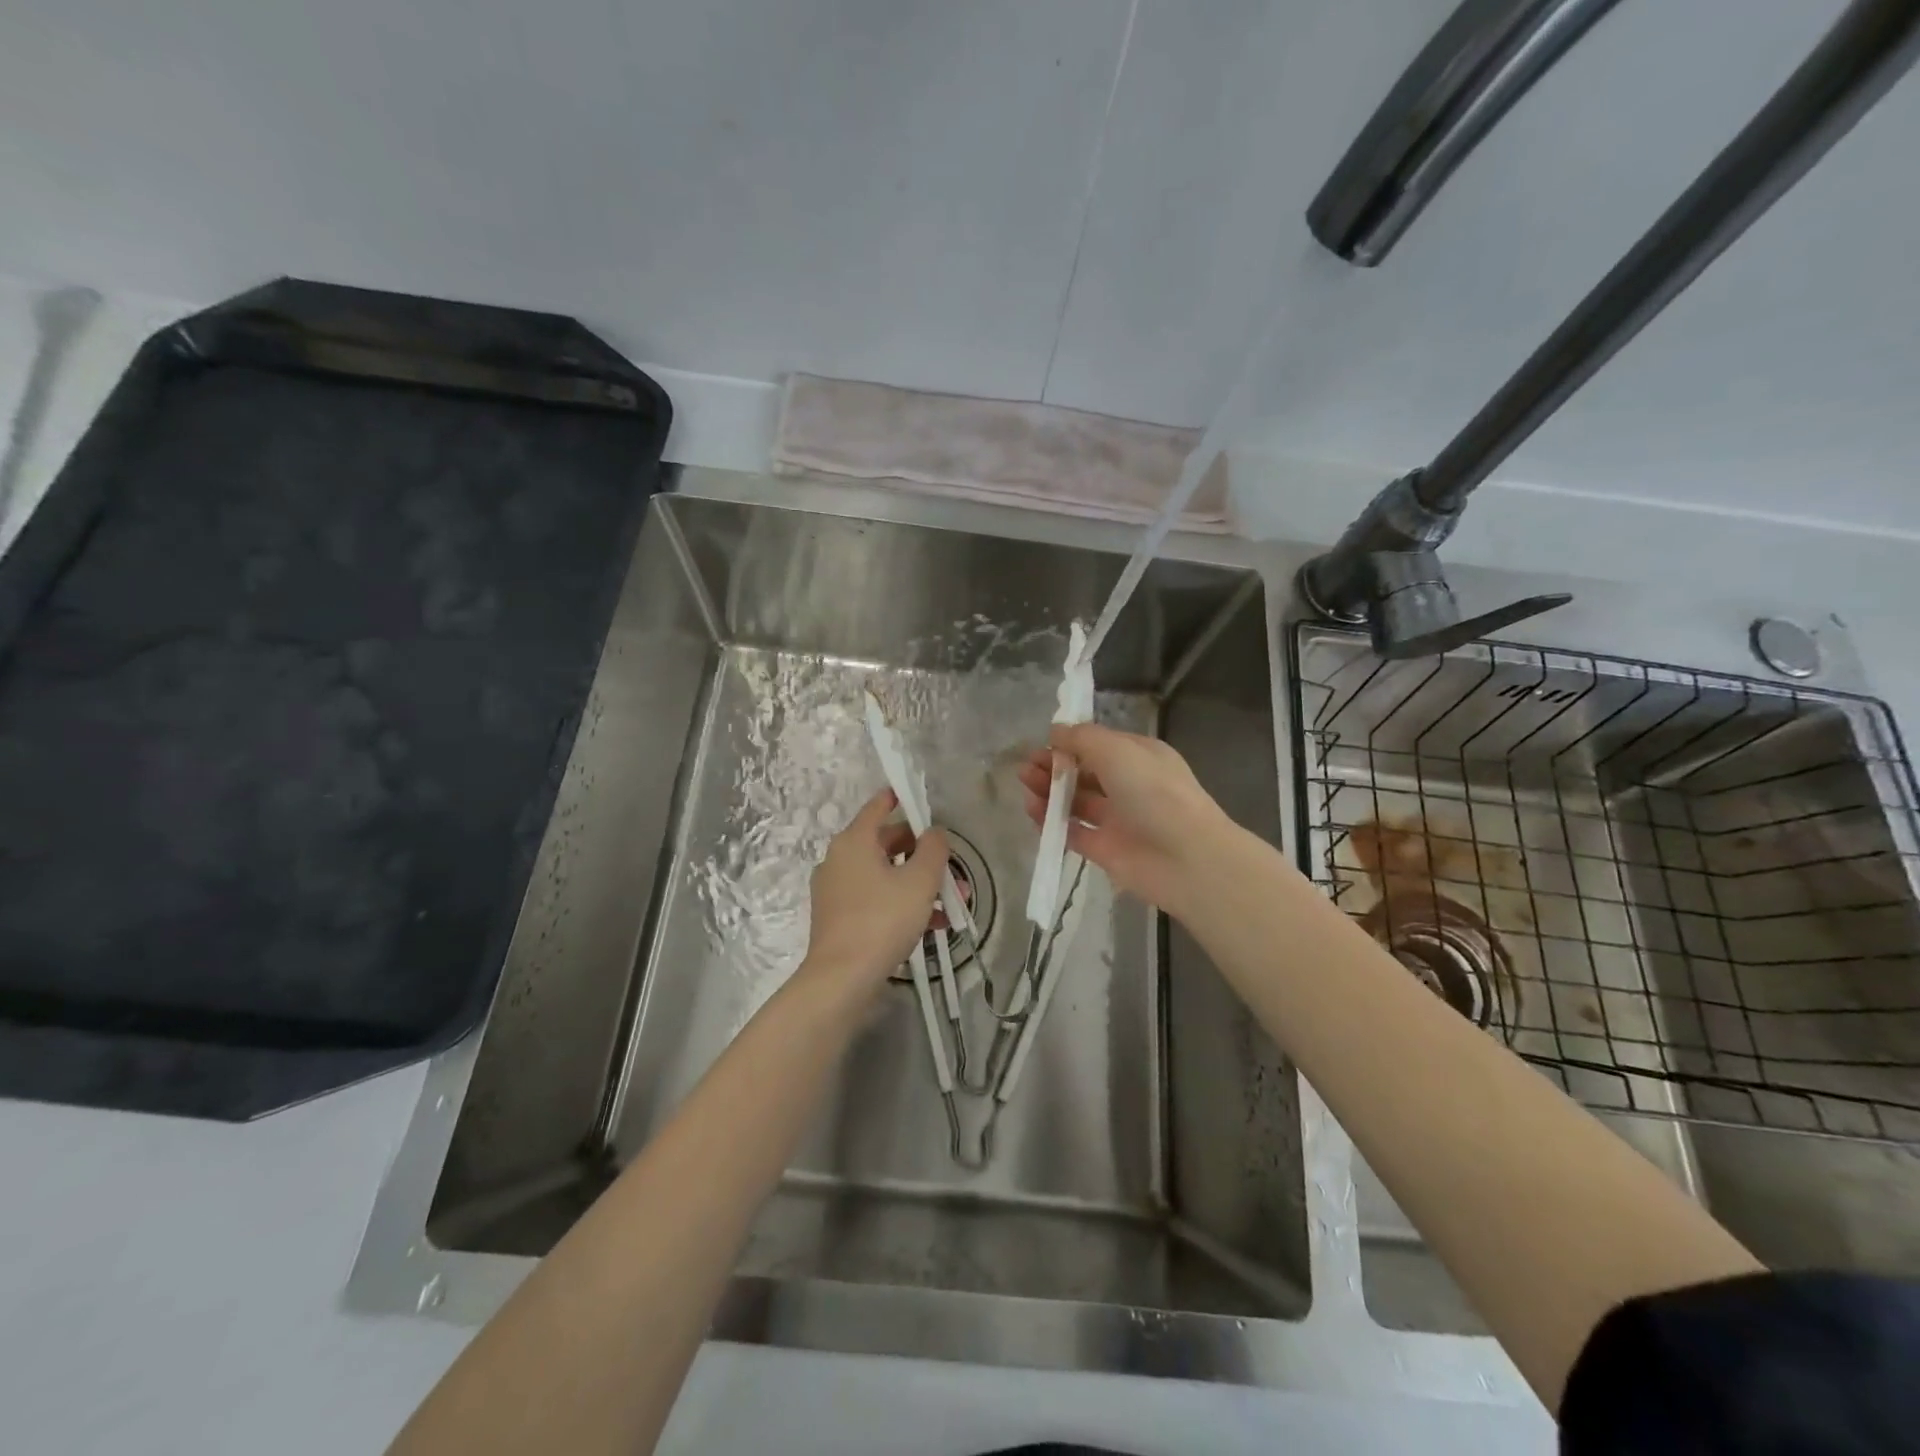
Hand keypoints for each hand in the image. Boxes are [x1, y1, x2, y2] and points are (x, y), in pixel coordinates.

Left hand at [799, 789, 948, 994]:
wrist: (842, 978)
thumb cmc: (882, 920)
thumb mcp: (919, 881)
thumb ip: (933, 850)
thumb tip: (934, 833)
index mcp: (854, 841)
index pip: (878, 807)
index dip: (899, 799)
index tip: (915, 795)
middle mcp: (839, 859)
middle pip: (885, 843)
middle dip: (922, 854)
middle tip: (951, 867)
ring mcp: (836, 889)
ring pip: (884, 875)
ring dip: (917, 883)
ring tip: (952, 901)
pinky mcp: (838, 916)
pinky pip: (875, 898)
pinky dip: (901, 903)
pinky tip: (933, 924)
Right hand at [1019, 723, 1235, 919]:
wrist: (1185, 857)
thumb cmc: (1153, 791)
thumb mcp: (1116, 749)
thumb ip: (1081, 738)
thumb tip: (1055, 732)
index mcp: (1139, 756)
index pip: (1098, 744)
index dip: (1069, 743)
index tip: (1042, 743)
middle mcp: (1129, 785)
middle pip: (1084, 772)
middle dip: (1054, 767)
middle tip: (1025, 767)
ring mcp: (1117, 819)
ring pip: (1076, 801)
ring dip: (1049, 791)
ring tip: (1025, 786)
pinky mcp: (1105, 849)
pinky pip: (1073, 831)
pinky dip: (1052, 822)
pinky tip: (1033, 811)